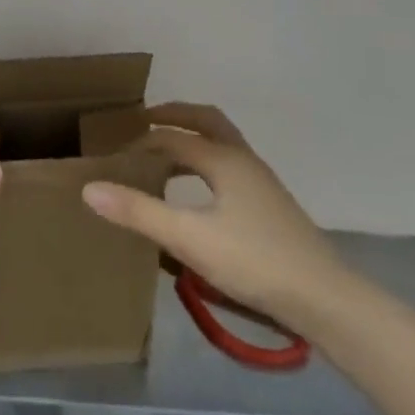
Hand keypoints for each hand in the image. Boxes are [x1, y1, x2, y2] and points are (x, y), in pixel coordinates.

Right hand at [81, 103, 351, 332]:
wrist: (324, 298)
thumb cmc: (253, 261)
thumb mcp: (188, 238)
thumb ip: (139, 212)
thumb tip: (90, 187)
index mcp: (223, 159)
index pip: (173, 137)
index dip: (141, 141)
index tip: (116, 154)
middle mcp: (243, 159)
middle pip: (207, 121)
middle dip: (175, 115)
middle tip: (146, 120)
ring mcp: (261, 181)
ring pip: (223, 142)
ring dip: (194, 136)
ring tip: (167, 151)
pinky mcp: (270, 204)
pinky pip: (230, 164)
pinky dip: (207, 159)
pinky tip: (201, 190)